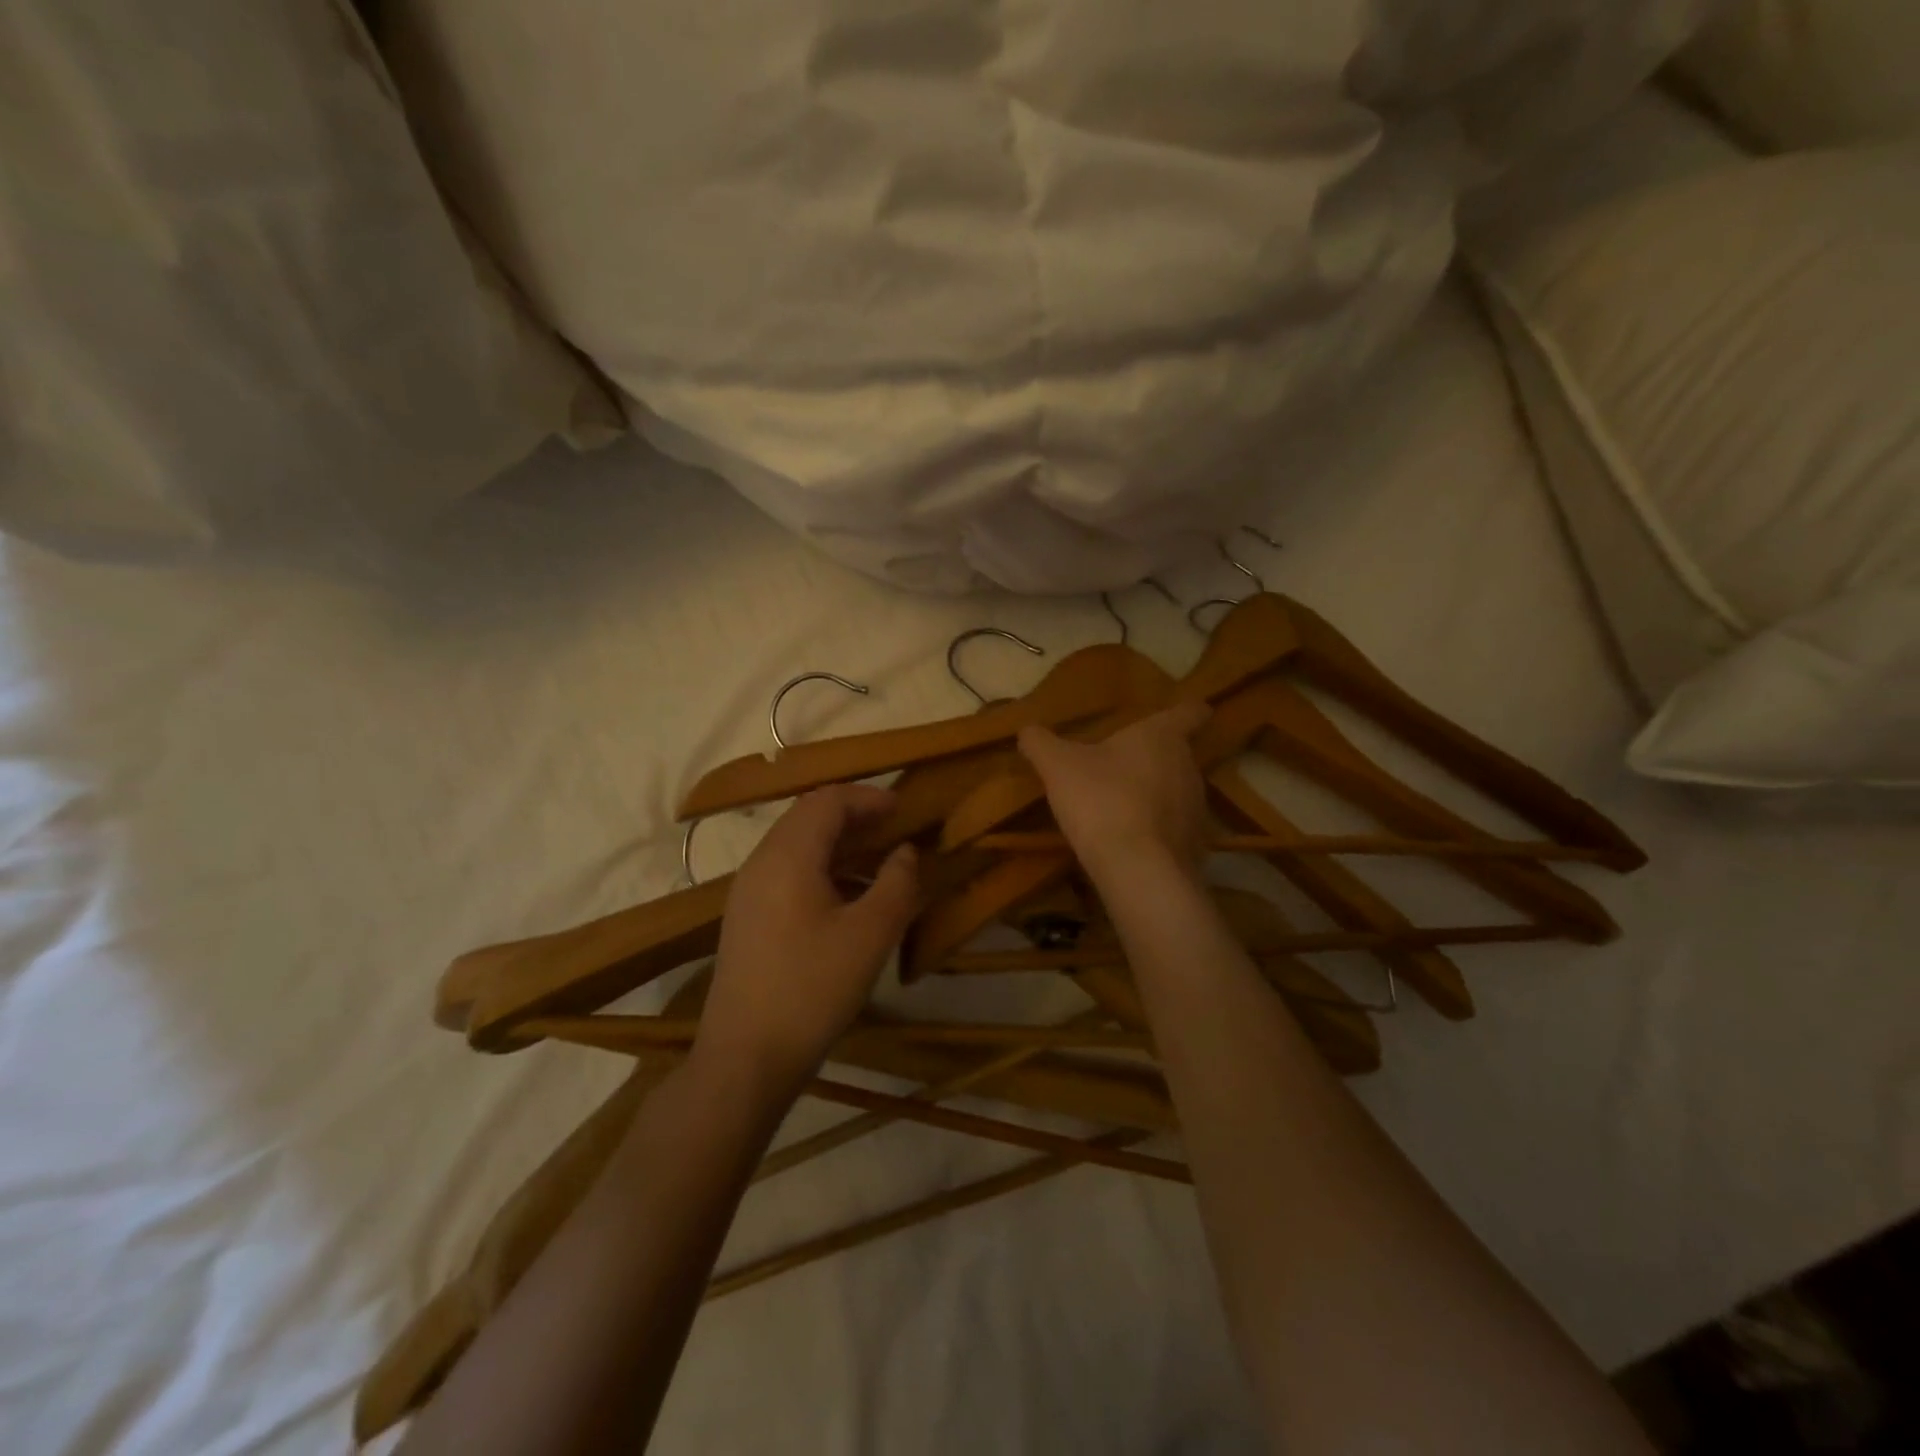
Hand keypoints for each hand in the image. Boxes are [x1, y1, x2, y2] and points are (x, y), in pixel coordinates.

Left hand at [694, 785, 917, 1095]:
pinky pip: (787, 873)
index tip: (904, 809)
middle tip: (894, 829)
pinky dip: (822, 870)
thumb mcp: (870, 935)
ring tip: (879, 863)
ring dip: (839, 844)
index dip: (868, 798)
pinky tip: (849, 900)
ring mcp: (748, 892)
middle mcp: (761, 863)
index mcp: (787, 856)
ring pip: (797, 846)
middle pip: (808, 817)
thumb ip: (897, 883)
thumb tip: (905, 852)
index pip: (827, 801)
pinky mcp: (747, 919)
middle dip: (854, 817)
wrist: (745, 1058)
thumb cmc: (812, 989)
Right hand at [1018, 704, 1210, 883]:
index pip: (1189, 712)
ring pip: (1177, 792)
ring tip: (1122, 809)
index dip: (1188, 710)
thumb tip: (1027, 731)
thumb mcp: (1057, 766)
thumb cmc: (1101, 800)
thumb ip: (1040, 743)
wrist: (1137, 869)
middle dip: (1153, 760)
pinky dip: (1158, 832)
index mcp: (1162, 737)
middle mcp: (1189, 767)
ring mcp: (1197, 808)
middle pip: (1178, 754)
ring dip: (1155, 796)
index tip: (1186, 712)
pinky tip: (1131, 844)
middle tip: (1120, 768)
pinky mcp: (1196, 846)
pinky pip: (1176, 830)